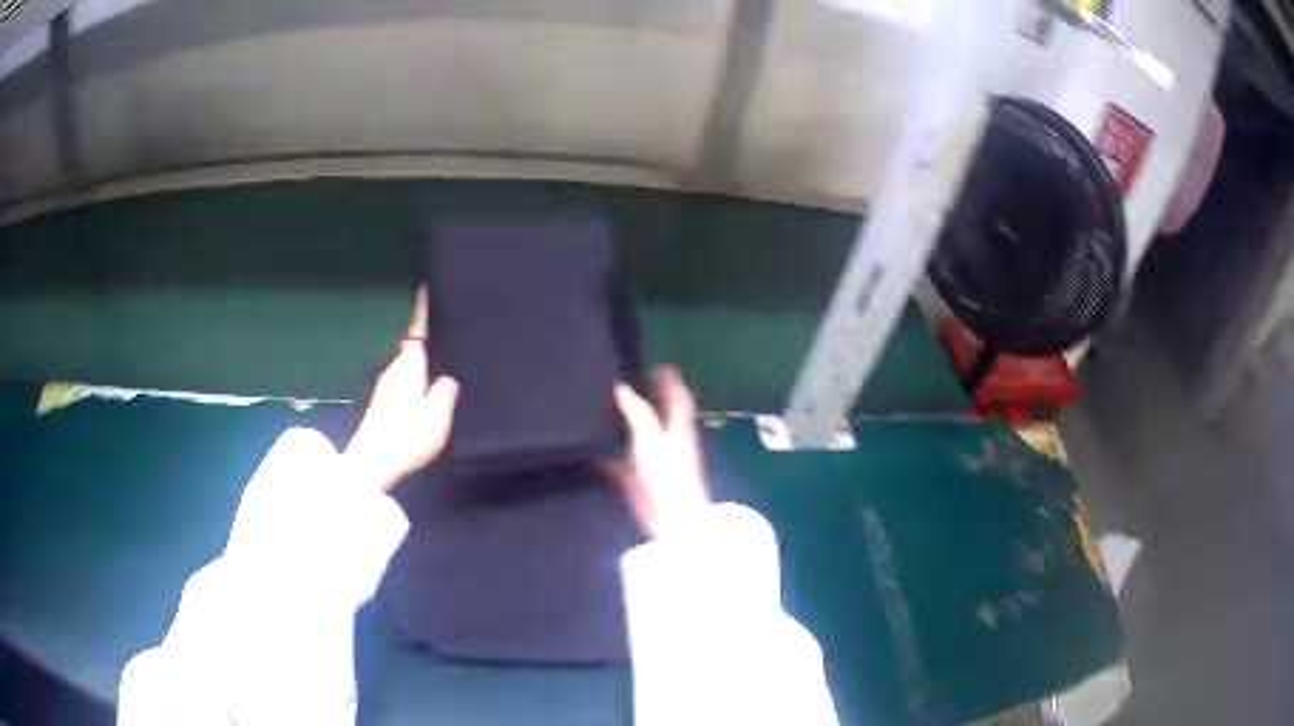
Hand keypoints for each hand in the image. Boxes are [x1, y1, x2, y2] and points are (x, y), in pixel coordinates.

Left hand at [344, 288, 458, 491]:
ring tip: (449, 355)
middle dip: (429, 332)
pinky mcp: (385, 403)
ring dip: (425, 356)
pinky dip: (420, 375)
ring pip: (411, 361)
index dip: (423, 306)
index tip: (428, 285)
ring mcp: (388, 386)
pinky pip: (408, 378)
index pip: (417, 327)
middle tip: (452, 324)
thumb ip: (447, 391)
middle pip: (413, 342)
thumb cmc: (406, 436)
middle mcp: (396, 368)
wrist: (372, 464)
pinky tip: (432, 387)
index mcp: (409, 364)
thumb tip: (451, 375)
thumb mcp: (437, 415)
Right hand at [609, 366, 709, 538]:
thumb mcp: (651, 437)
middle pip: (656, 415)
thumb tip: (620, 386)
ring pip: (636, 437)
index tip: (660, 365)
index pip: (678, 399)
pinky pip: (618, 462)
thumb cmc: (668, 475)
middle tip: (624, 380)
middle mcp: (667, 442)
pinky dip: (605, 454)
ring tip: (600, 405)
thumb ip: (637, 412)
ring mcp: (652, 462)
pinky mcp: (637, 481)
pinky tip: (588, 447)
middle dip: (645, 399)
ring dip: (623, 424)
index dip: (672, 382)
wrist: (670, 520)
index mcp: (678, 429)